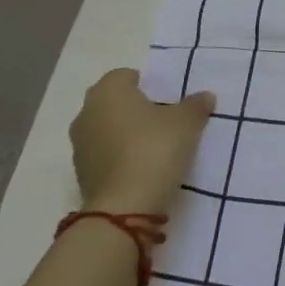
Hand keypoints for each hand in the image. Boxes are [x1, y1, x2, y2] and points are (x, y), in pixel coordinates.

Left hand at [70, 68, 214, 216]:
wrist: (123, 209)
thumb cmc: (154, 149)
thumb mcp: (187, 122)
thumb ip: (195, 105)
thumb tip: (204, 96)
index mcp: (108, 91)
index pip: (126, 75)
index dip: (149, 85)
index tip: (169, 101)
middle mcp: (87, 112)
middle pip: (114, 102)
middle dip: (136, 109)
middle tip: (164, 121)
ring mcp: (79, 145)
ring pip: (107, 129)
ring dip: (126, 134)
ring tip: (155, 148)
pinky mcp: (80, 174)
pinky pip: (104, 154)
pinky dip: (119, 157)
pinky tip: (142, 169)